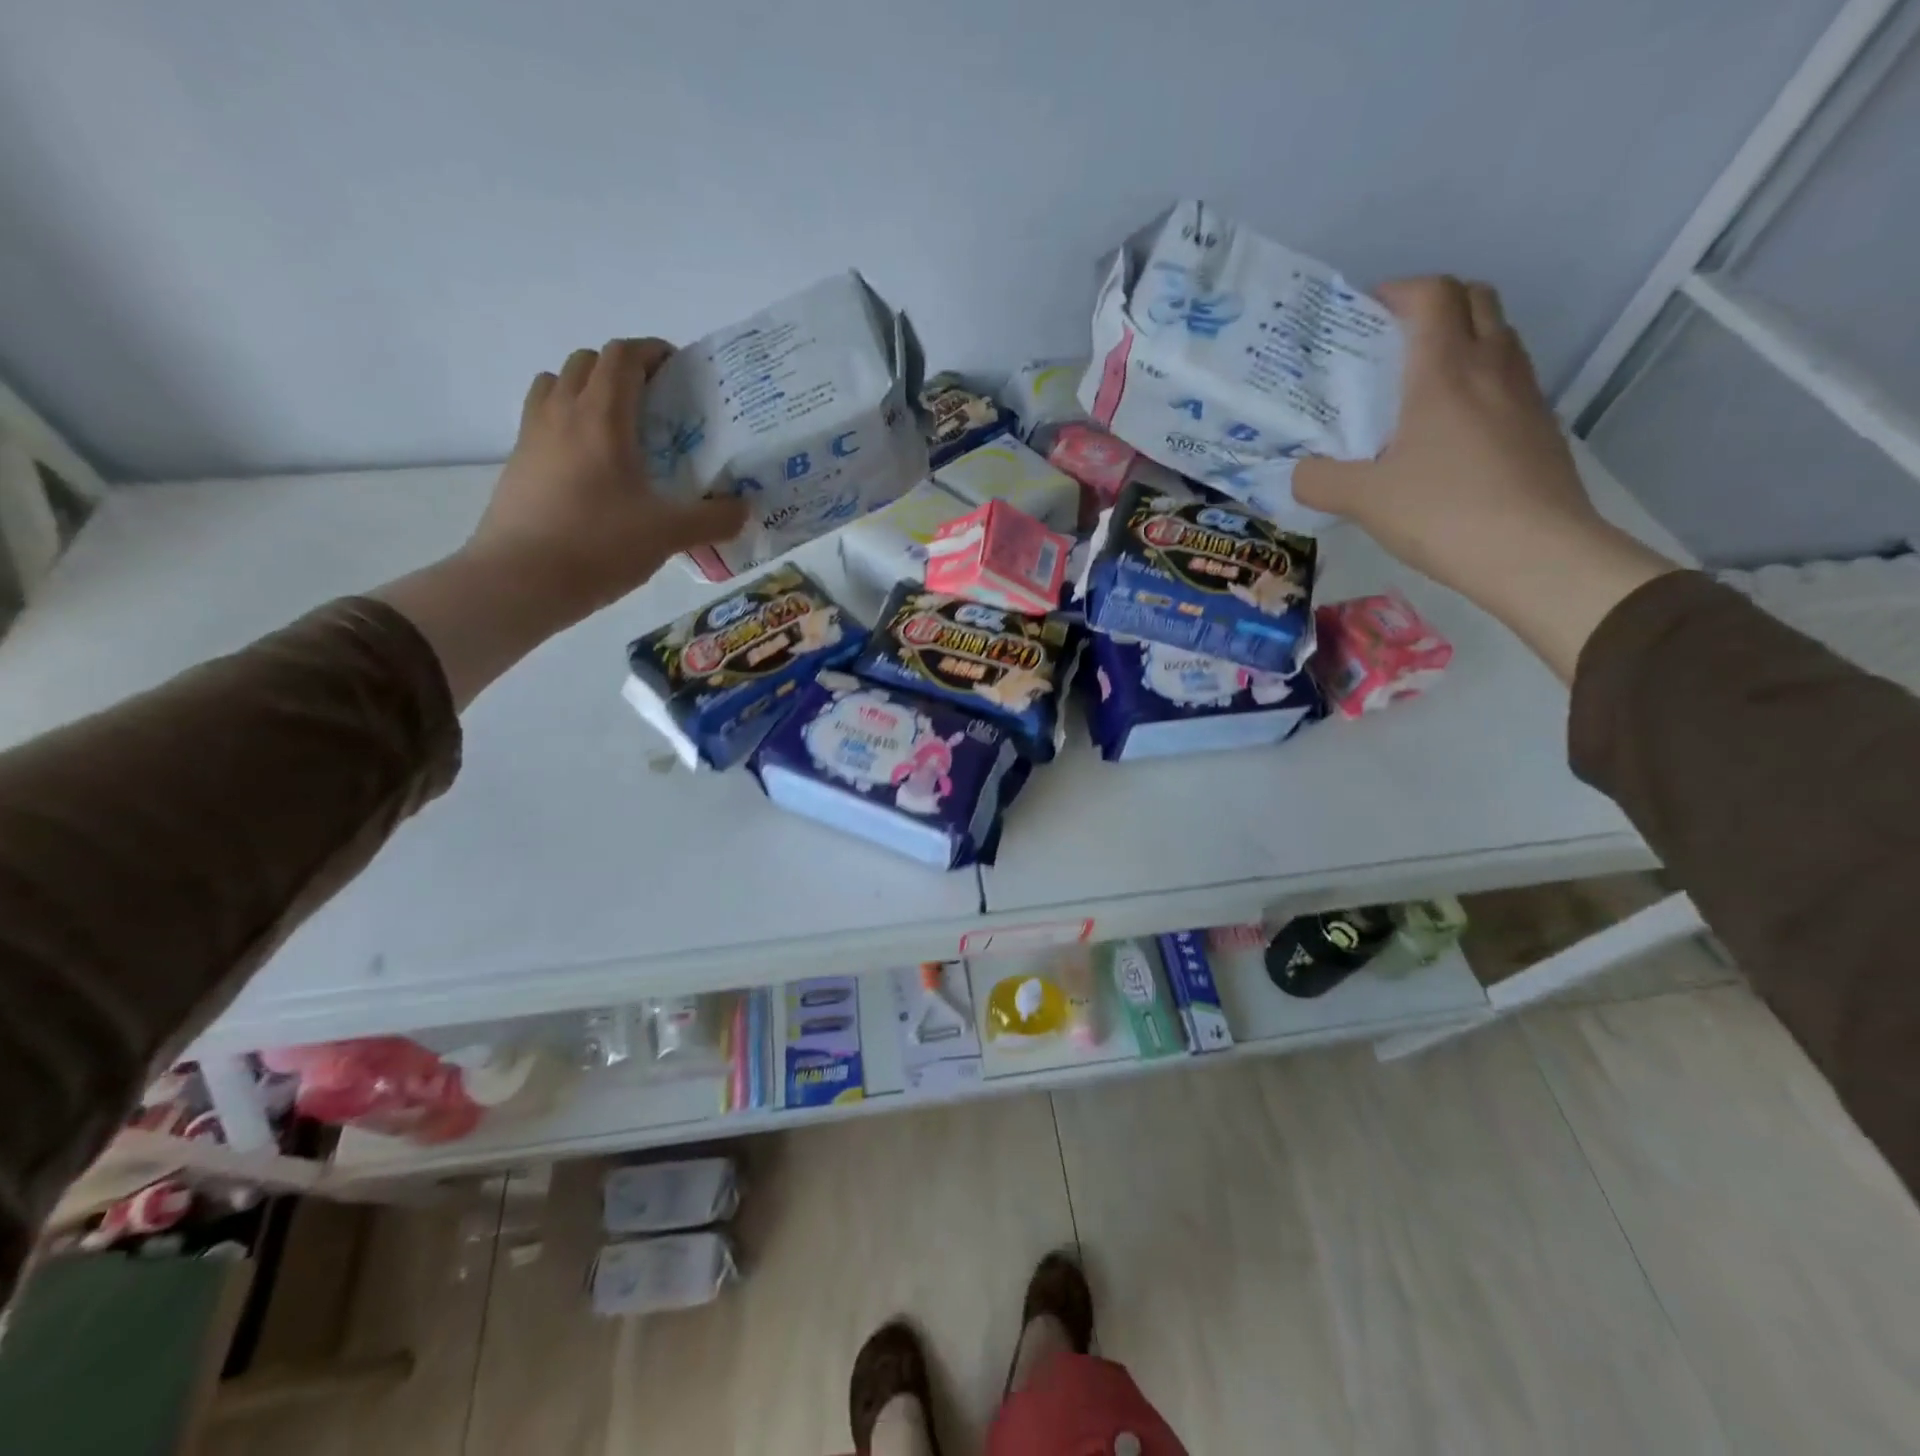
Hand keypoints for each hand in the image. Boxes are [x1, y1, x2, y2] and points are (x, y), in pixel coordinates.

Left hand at [466, 338, 747, 619]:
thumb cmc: (599, 545)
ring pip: (556, 384)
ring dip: (586, 389)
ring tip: (617, 427)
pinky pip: (542, 419)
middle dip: (622, 369)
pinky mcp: (517, 462)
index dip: (651, 352)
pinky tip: (589, 464)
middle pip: (587, 362)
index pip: (623, 356)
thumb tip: (745, 509)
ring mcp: (532, 435)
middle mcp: (562, 412)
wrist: (521, 580)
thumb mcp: (669, 534)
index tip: (678, 369)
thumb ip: (713, 519)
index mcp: (602, 416)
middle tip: (653, 403)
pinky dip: (566, 421)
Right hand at [1294, 278, 1594, 592]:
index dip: (1397, 290)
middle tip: (1392, 340)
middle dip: (1433, 304)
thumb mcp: (1362, 501)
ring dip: (1461, 338)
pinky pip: (1508, 377)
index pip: (1431, 294)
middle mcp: (1491, 366)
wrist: (1535, 552)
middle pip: (1474, 299)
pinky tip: (1451, 428)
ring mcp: (1524, 393)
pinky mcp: (1540, 424)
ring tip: (1418, 383)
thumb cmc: (1443, 513)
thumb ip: (1318, 481)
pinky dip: (1479, 379)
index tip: (1363, 313)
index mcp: (1444, 370)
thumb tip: (1298, 474)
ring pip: (1497, 335)